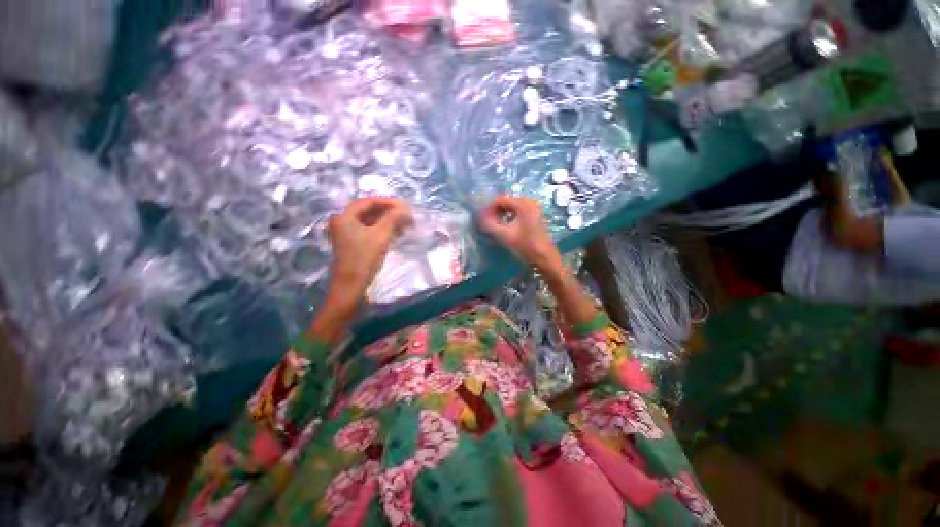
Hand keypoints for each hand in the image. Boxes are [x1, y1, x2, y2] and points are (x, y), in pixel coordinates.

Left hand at [327, 197, 412, 301]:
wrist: (351, 285)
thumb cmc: (364, 258)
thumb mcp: (380, 236)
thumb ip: (392, 219)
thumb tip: (405, 207)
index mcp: (345, 217)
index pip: (368, 202)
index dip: (387, 202)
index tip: (404, 205)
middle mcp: (343, 222)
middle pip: (368, 211)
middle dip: (389, 212)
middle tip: (406, 214)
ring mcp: (347, 233)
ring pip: (370, 221)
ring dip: (387, 221)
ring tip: (405, 224)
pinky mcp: (353, 243)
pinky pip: (369, 231)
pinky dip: (383, 230)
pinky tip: (396, 233)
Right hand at [479, 196, 560, 272]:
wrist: (543, 256)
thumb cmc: (525, 245)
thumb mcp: (504, 235)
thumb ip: (490, 225)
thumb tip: (480, 218)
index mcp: (523, 203)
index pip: (500, 200)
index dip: (489, 208)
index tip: (482, 218)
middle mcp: (529, 201)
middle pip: (506, 202)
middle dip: (495, 210)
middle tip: (487, 222)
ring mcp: (534, 208)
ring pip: (512, 207)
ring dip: (502, 214)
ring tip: (494, 224)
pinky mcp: (535, 215)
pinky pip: (518, 211)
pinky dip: (509, 216)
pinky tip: (505, 226)